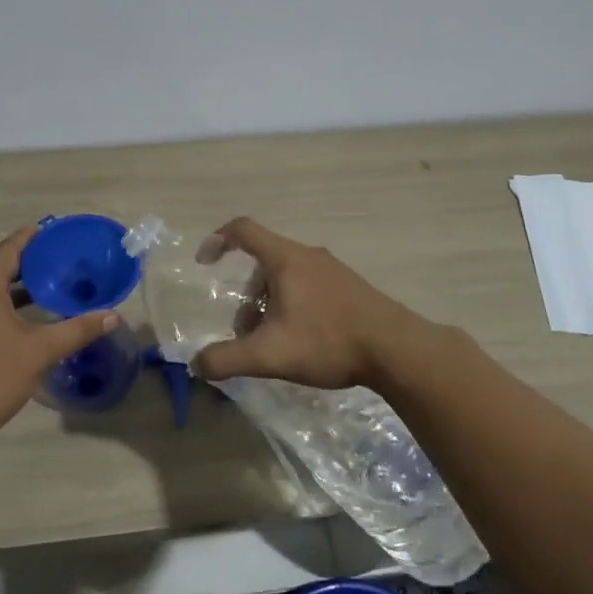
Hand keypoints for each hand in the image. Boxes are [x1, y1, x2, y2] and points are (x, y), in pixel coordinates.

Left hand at [0, 225, 119, 449]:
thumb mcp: (42, 350)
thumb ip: (78, 329)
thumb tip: (113, 315)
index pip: (7, 250)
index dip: (28, 238)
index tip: (48, 229)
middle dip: (25, 264)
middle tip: (54, 261)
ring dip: (12, 289)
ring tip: (43, 290)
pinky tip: (19, 323)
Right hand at [189, 218, 428, 390]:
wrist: (396, 349)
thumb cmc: (328, 341)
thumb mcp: (270, 355)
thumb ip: (228, 359)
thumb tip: (197, 364)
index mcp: (285, 259)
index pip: (243, 230)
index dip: (218, 240)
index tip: (204, 262)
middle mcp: (308, 255)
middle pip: (263, 262)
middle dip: (246, 295)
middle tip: (245, 332)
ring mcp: (332, 270)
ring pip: (287, 277)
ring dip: (269, 303)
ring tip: (273, 342)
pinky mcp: (350, 287)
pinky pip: (309, 287)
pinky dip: (293, 305)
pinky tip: (303, 341)